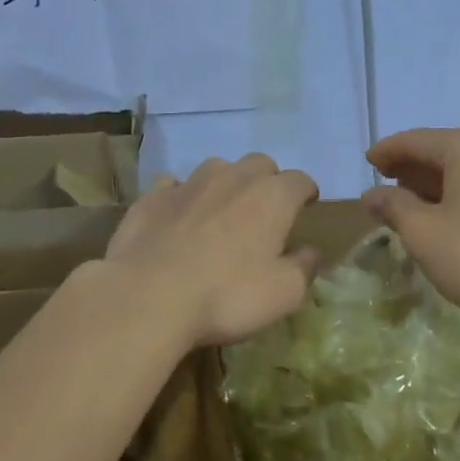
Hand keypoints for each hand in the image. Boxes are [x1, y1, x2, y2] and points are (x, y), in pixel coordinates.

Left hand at [105, 154, 319, 346]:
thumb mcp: (283, 294)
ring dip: (226, 183)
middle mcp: (233, 178)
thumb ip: (304, 268)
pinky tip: (179, 217)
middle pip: (260, 164)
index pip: (300, 180)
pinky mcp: (152, 197)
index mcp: (272, 197)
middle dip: (267, 181)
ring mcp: (189, 183)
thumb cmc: (227, 295)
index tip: (306, 207)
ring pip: (217, 168)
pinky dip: (182, 196)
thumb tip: (311, 251)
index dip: (306, 192)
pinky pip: (173, 185)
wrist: (148, 296)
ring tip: (222, 211)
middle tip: (265, 211)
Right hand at [364, 125, 459, 332]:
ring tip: (412, 205)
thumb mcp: (423, 233)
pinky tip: (448, 215)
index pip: (414, 141)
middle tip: (385, 187)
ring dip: (437, 184)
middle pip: (442, 151)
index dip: (386, 153)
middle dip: (412, 169)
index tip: (367, 164)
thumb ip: (393, 207)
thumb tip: (372, 194)